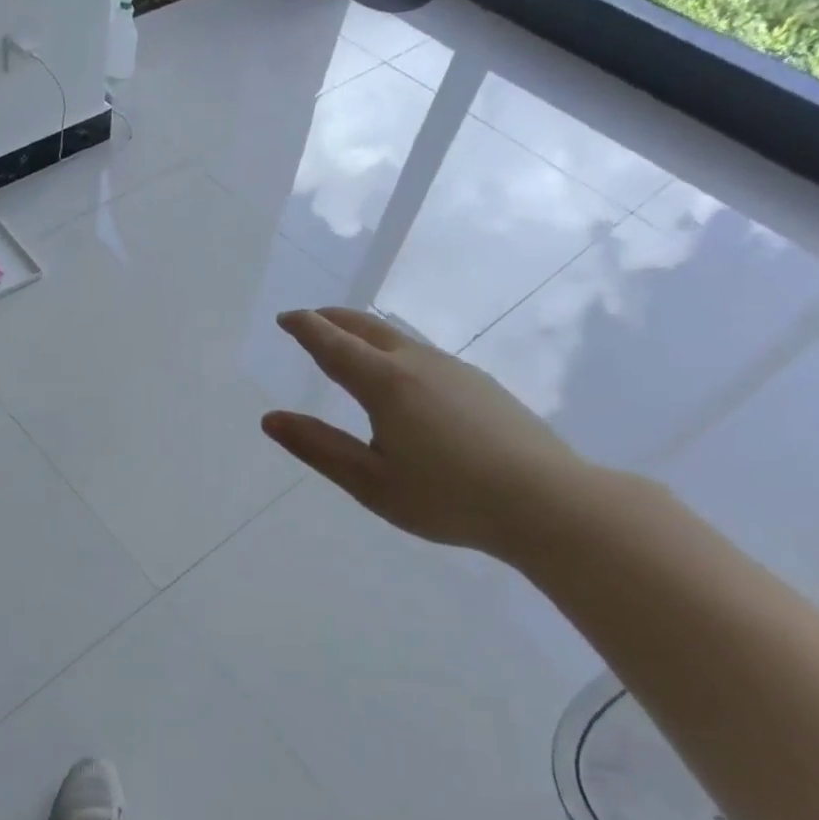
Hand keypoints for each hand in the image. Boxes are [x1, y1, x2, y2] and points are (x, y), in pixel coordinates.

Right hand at [262, 308, 589, 561]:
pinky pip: (423, 353)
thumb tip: (270, 419)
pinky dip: (394, 349)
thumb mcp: (371, 482)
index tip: (285, 318)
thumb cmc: (449, 498)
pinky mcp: (481, 383)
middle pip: (367, 328)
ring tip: (349, 343)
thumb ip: (319, 448)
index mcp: (385, 383)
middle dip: (333, 319)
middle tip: (311, 320)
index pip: (333, 344)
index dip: (305, 328)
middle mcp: (418, 363)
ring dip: (365, 333)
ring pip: (399, 338)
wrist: (548, 502)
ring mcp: (454, 370)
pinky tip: (403, 376)